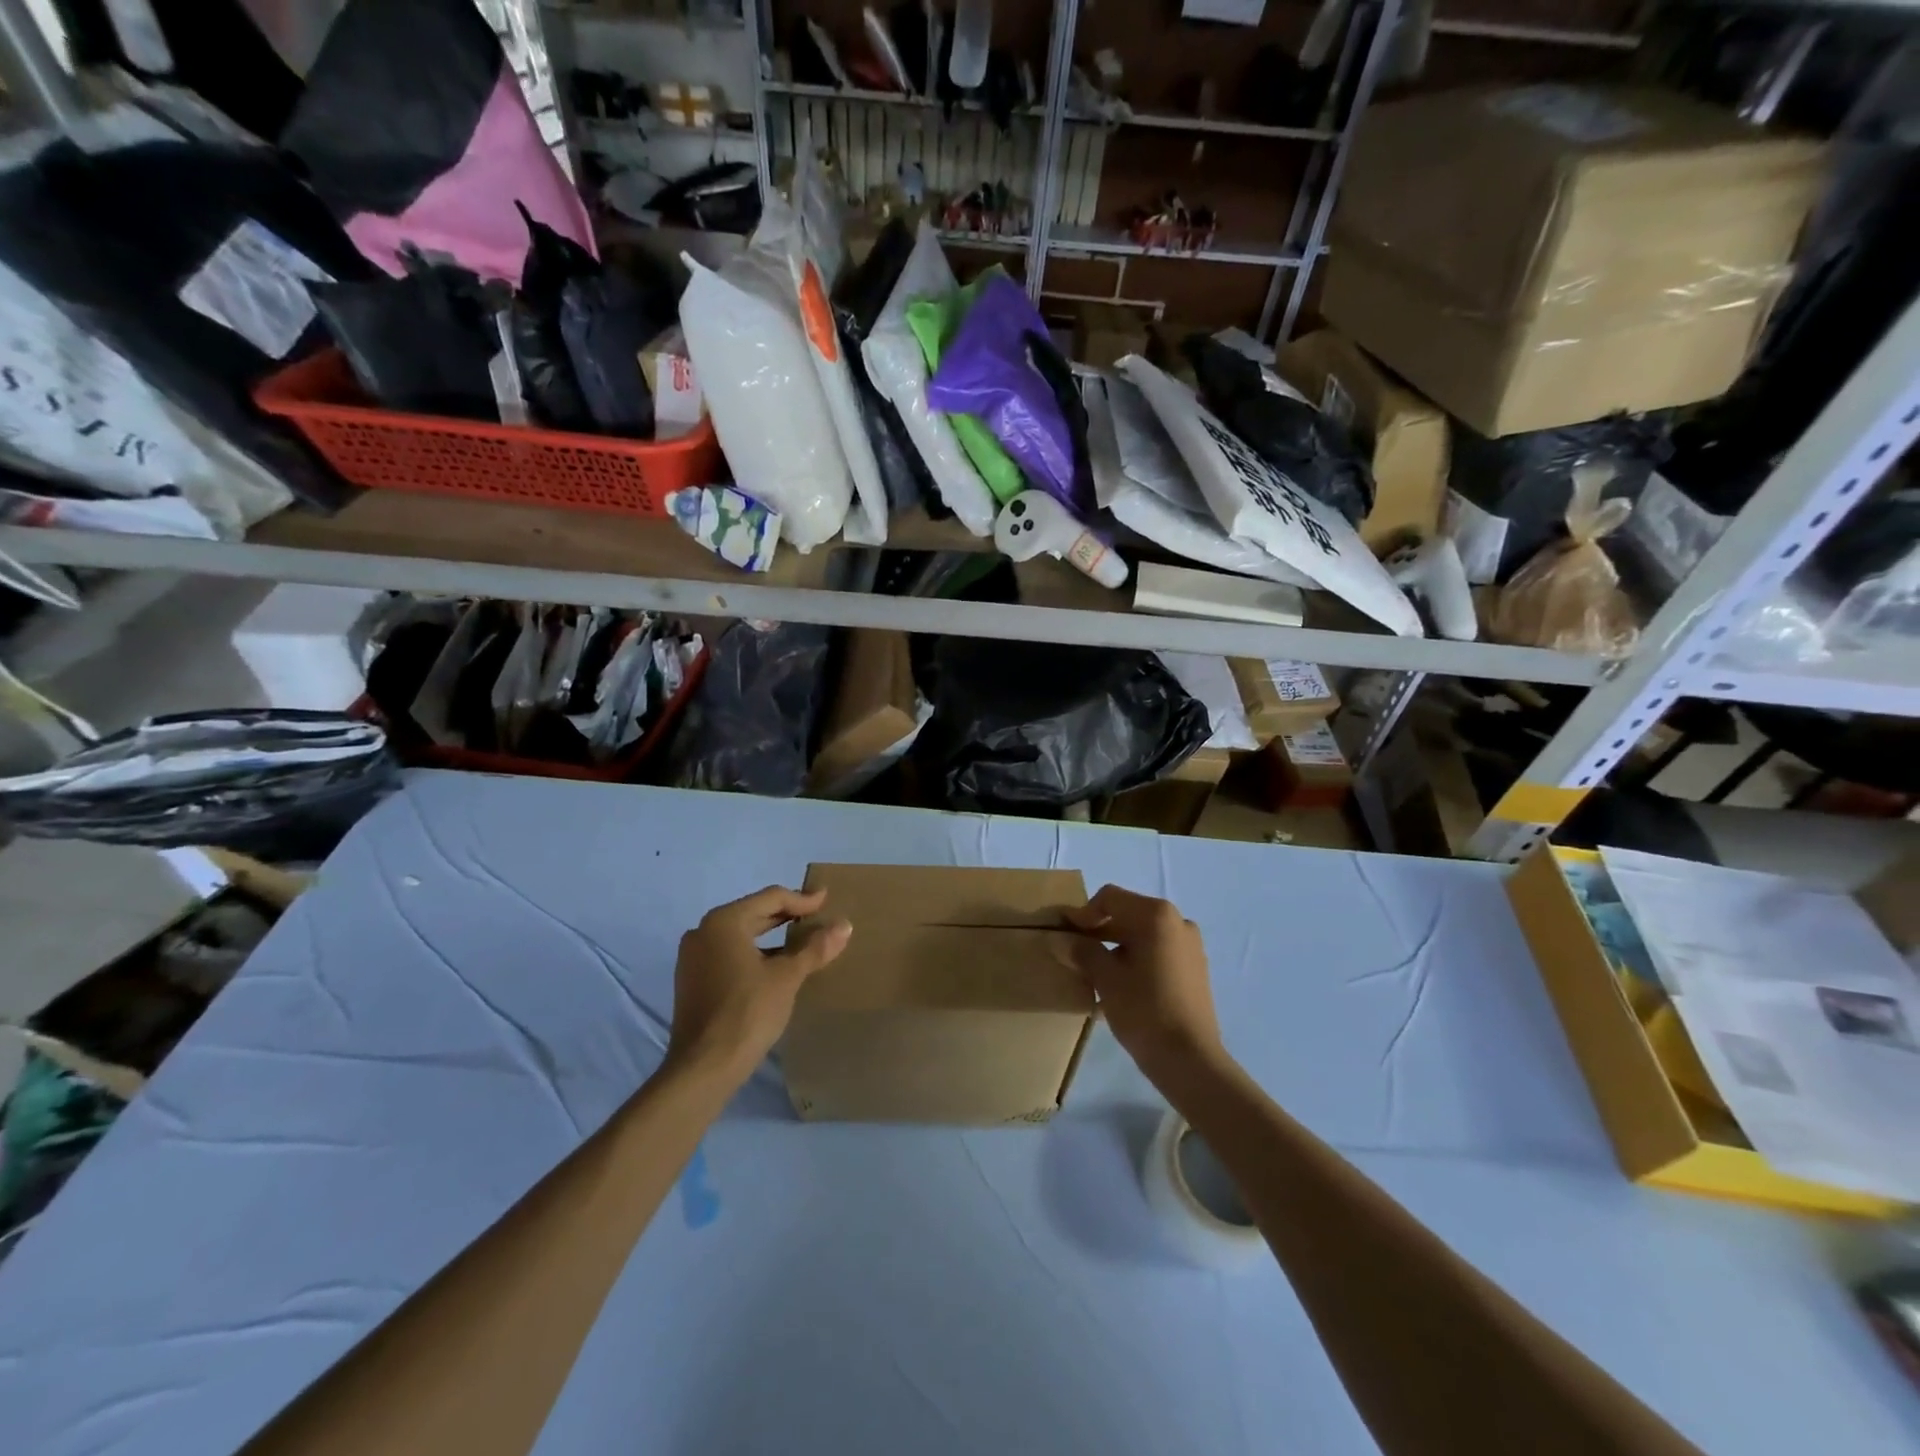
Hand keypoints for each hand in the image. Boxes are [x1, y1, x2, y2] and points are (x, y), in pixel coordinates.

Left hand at [668, 886, 851, 1086]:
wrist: (704, 1068)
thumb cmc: (748, 1012)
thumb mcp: (787, 977)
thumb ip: (815, 948)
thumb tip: (844, 925)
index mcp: (724, 921)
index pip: (770, 898)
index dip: (802, 899)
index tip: (826, 899)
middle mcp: (703, 931)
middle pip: (754, 913)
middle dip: (787, 915)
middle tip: (817, 916)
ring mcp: (693, 957)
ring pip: (741, 935)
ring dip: (772, 936)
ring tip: (802, 941)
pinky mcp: (692, 980)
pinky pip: (729, 953)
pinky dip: (755, 953)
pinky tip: (776, 965)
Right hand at [1061, 886, 1224, 1081]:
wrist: (1190, 1060)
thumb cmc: (1144, 1010)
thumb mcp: (1106, 979)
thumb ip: (1082, 952)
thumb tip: (1059, 940)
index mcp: (1156, 915)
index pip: (1110, 899)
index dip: (1082, 914)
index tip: (1064, 934)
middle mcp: (1178, 921)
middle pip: (1127, 914)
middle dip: (1099, 931)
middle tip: (1075, 952)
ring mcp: (1190, 945)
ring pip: (1142, 935)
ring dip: (1115, 947)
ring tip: (1094, 972)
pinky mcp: (1195, 968)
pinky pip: (1157, 951)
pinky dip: (1136, 959)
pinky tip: (1120, 985)